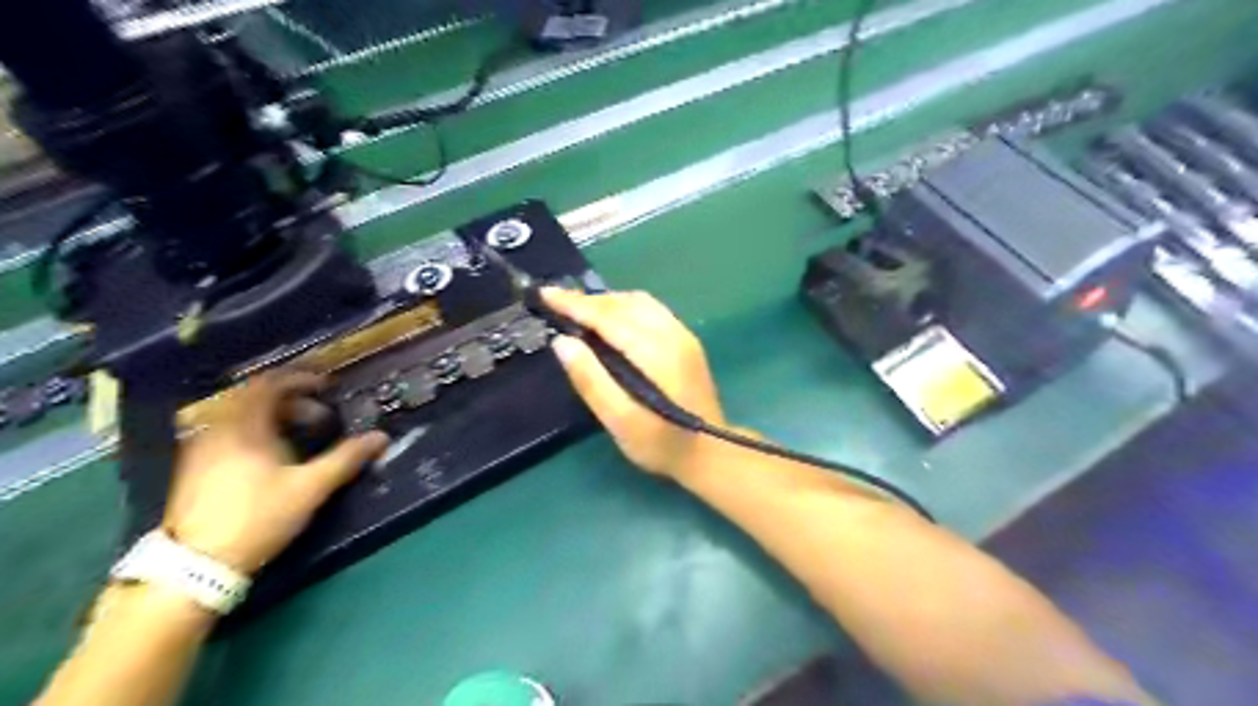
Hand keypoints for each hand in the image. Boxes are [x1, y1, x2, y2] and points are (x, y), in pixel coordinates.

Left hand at [161, 369, 388, 571]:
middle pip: (255, 400)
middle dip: (293, 402)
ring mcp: (201, 450)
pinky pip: (231, 435)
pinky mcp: (195, 471)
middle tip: (322, 419)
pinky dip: (258, 434)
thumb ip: (346, 458)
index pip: (269, 384)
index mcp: (244, 427)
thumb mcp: (310, 488)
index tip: (327, 387)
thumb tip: (381, 437)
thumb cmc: (257, 517)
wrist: (194, 567)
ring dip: (275, 420)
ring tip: (302, 439)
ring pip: (242, 419)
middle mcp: (218, 430)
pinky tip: (274, 459)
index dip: (300, 379)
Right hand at [543, 286, 729, 479]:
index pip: (609, 316)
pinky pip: (652, 310)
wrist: (711, 453)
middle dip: (588, 300)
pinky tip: (612, 321)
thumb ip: (591, 380)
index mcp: (655, 352)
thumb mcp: (620, 421)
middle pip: (625, 303)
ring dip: (607, 302)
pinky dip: (625, 308)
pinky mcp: (687, 342)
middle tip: (556, 302)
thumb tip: (562, 342)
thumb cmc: (661, 443)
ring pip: (640, 302)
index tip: (546, 294)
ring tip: (579, 311)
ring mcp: (683, 335)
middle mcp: (672, 334)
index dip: (575, 304)